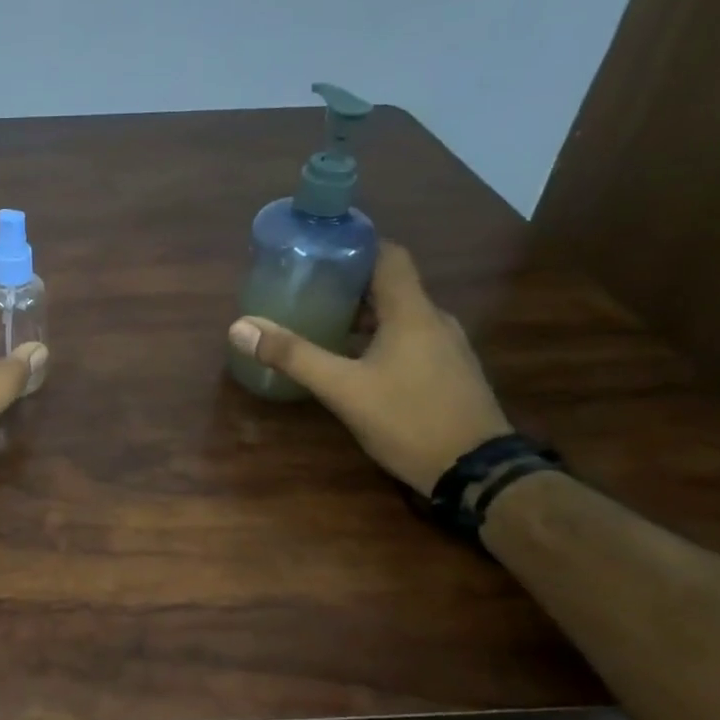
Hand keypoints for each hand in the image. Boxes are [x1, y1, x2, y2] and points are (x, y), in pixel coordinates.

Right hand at [226, 244, 510, 492]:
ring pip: (399, 315)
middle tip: (306, 288)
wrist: (478, 474)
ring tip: (321, 322)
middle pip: (390, 285)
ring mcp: (446, 348)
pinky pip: (410, 339)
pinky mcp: (449, 373)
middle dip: (348, 284)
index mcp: (412, 312)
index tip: (319, 248)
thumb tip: (241, 327)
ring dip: (362, 315)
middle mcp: (434, 321)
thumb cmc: (409, 420)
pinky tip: (353, 361)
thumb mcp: (343, 389)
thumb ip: (293, 356)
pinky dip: (379, 338)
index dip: (356, 245)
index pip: (389, 255)